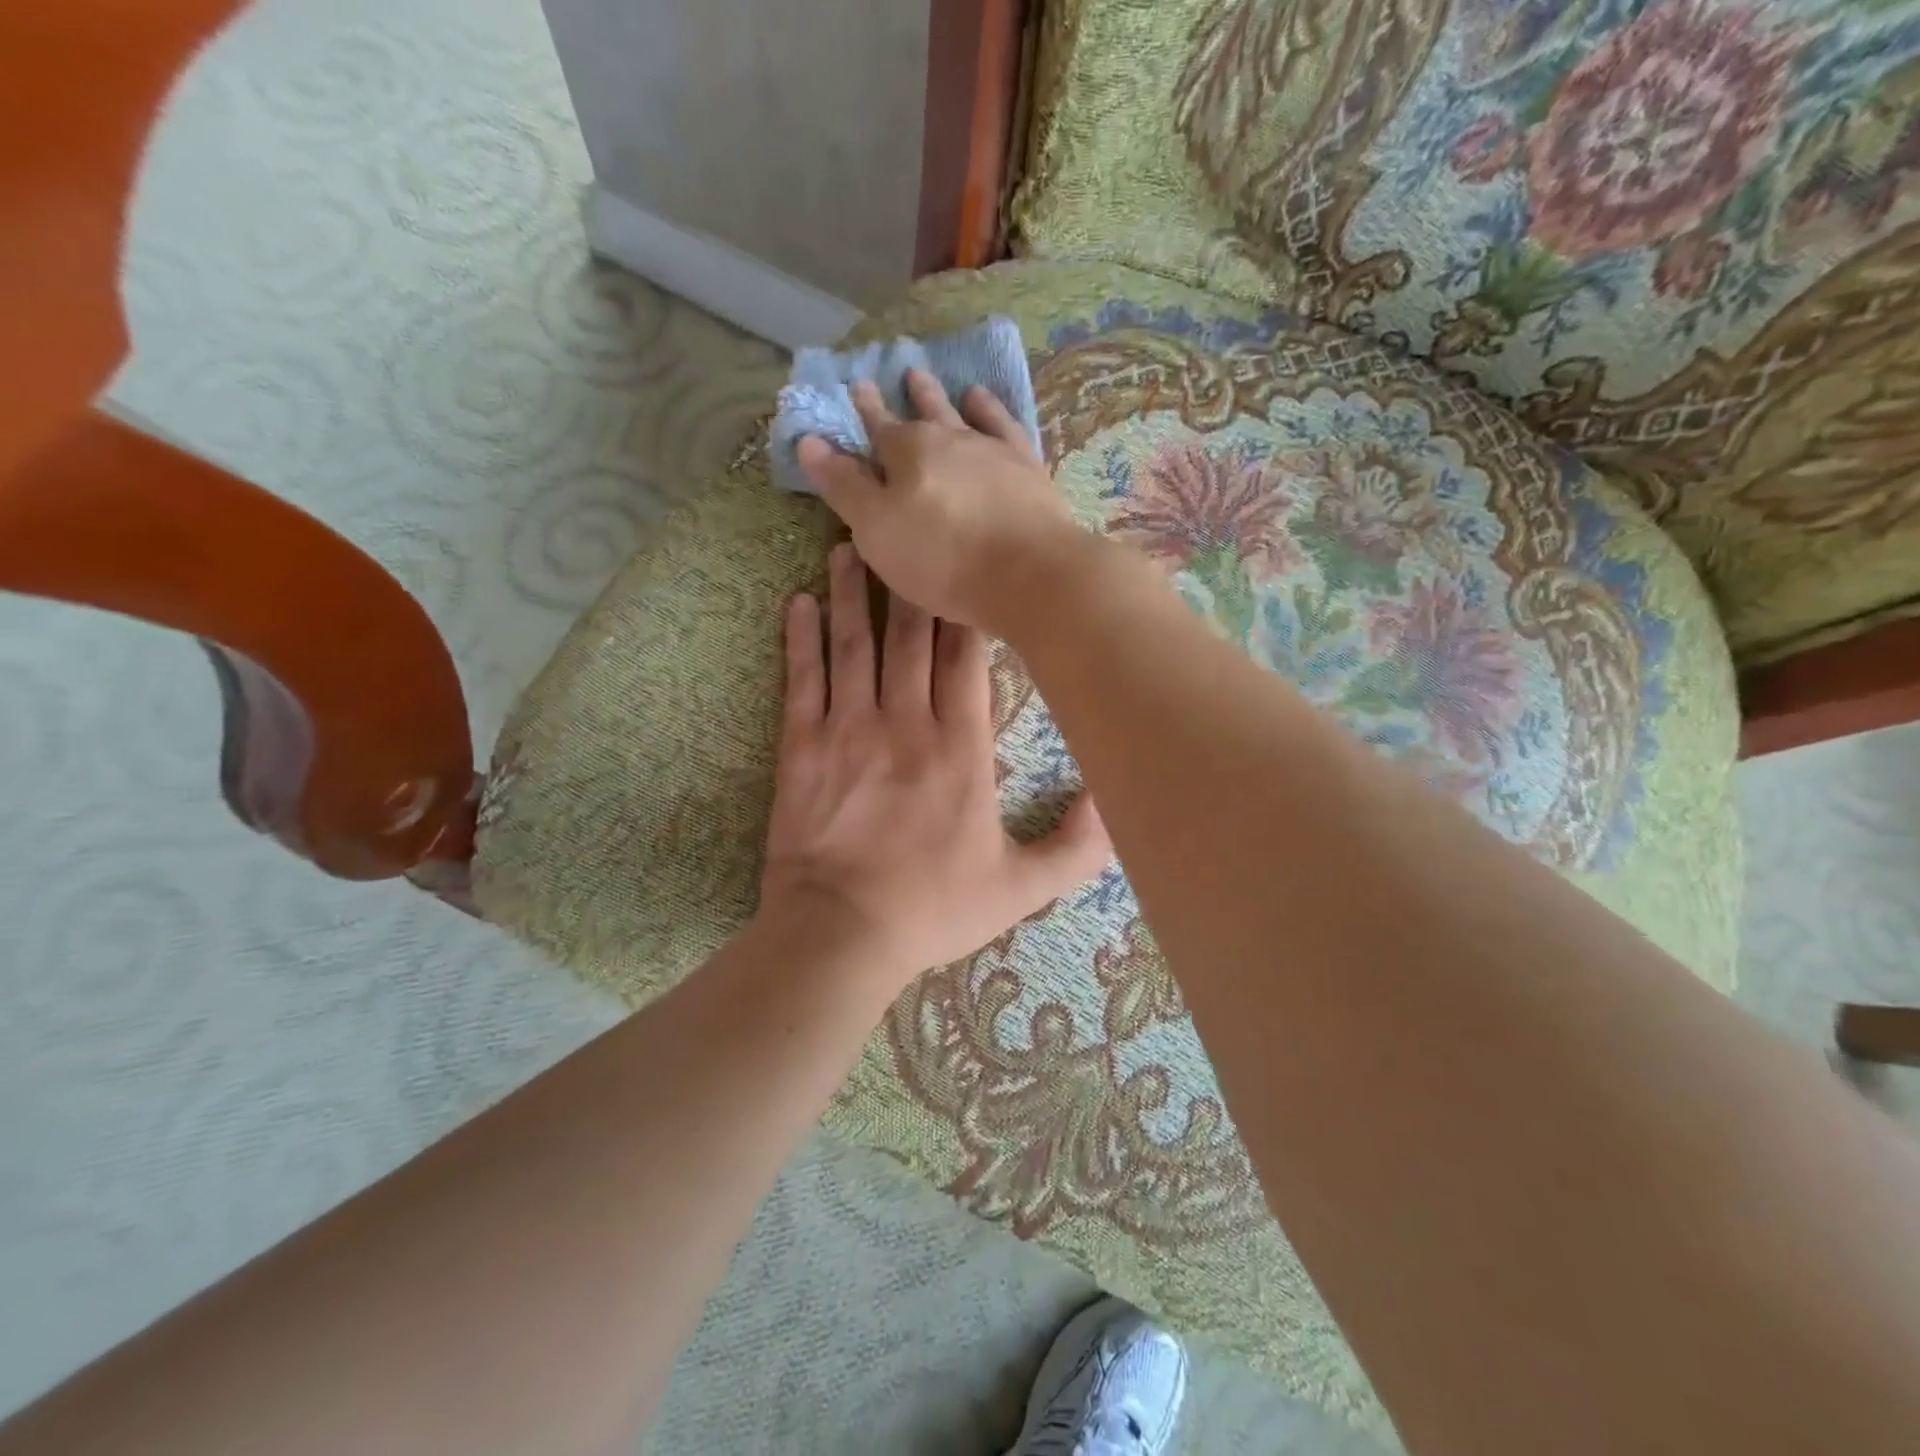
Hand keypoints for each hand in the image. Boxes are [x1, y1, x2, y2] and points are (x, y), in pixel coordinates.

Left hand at [757, 541, 1112, 989]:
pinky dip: (800, 639)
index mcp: (961, 747)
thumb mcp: (1021, 888)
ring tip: (847, 547)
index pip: (965, 659)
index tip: (961, 566)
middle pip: (909, 637)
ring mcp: (849, 730)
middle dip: (908, 583)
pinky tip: (798, 604)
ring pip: (853, 645)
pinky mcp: (801, 747)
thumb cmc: (933, 909)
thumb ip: (1077, 847)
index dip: (963, 609)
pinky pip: (802, 680)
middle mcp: (907, 723)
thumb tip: (1115, 803)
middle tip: (902, 534)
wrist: (841, 934)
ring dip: (850, 593)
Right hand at [796, 369, 1092, 633]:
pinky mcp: (1028, 468)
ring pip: (965, 414)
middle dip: (910, 396)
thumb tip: (808, 441)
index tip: (857, 386)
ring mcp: (993, 450)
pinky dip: (993, 412)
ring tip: (942, 380)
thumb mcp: (877, 530)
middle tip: (906, 371)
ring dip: (949, 398)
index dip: (865, 410)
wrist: (1028, 573)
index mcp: (907, 451)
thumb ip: (844, 486)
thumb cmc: (942, 558)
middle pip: (924, 413)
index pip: (877, 426)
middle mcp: (950, 438)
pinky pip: (1006, 427)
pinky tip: (987, 404)